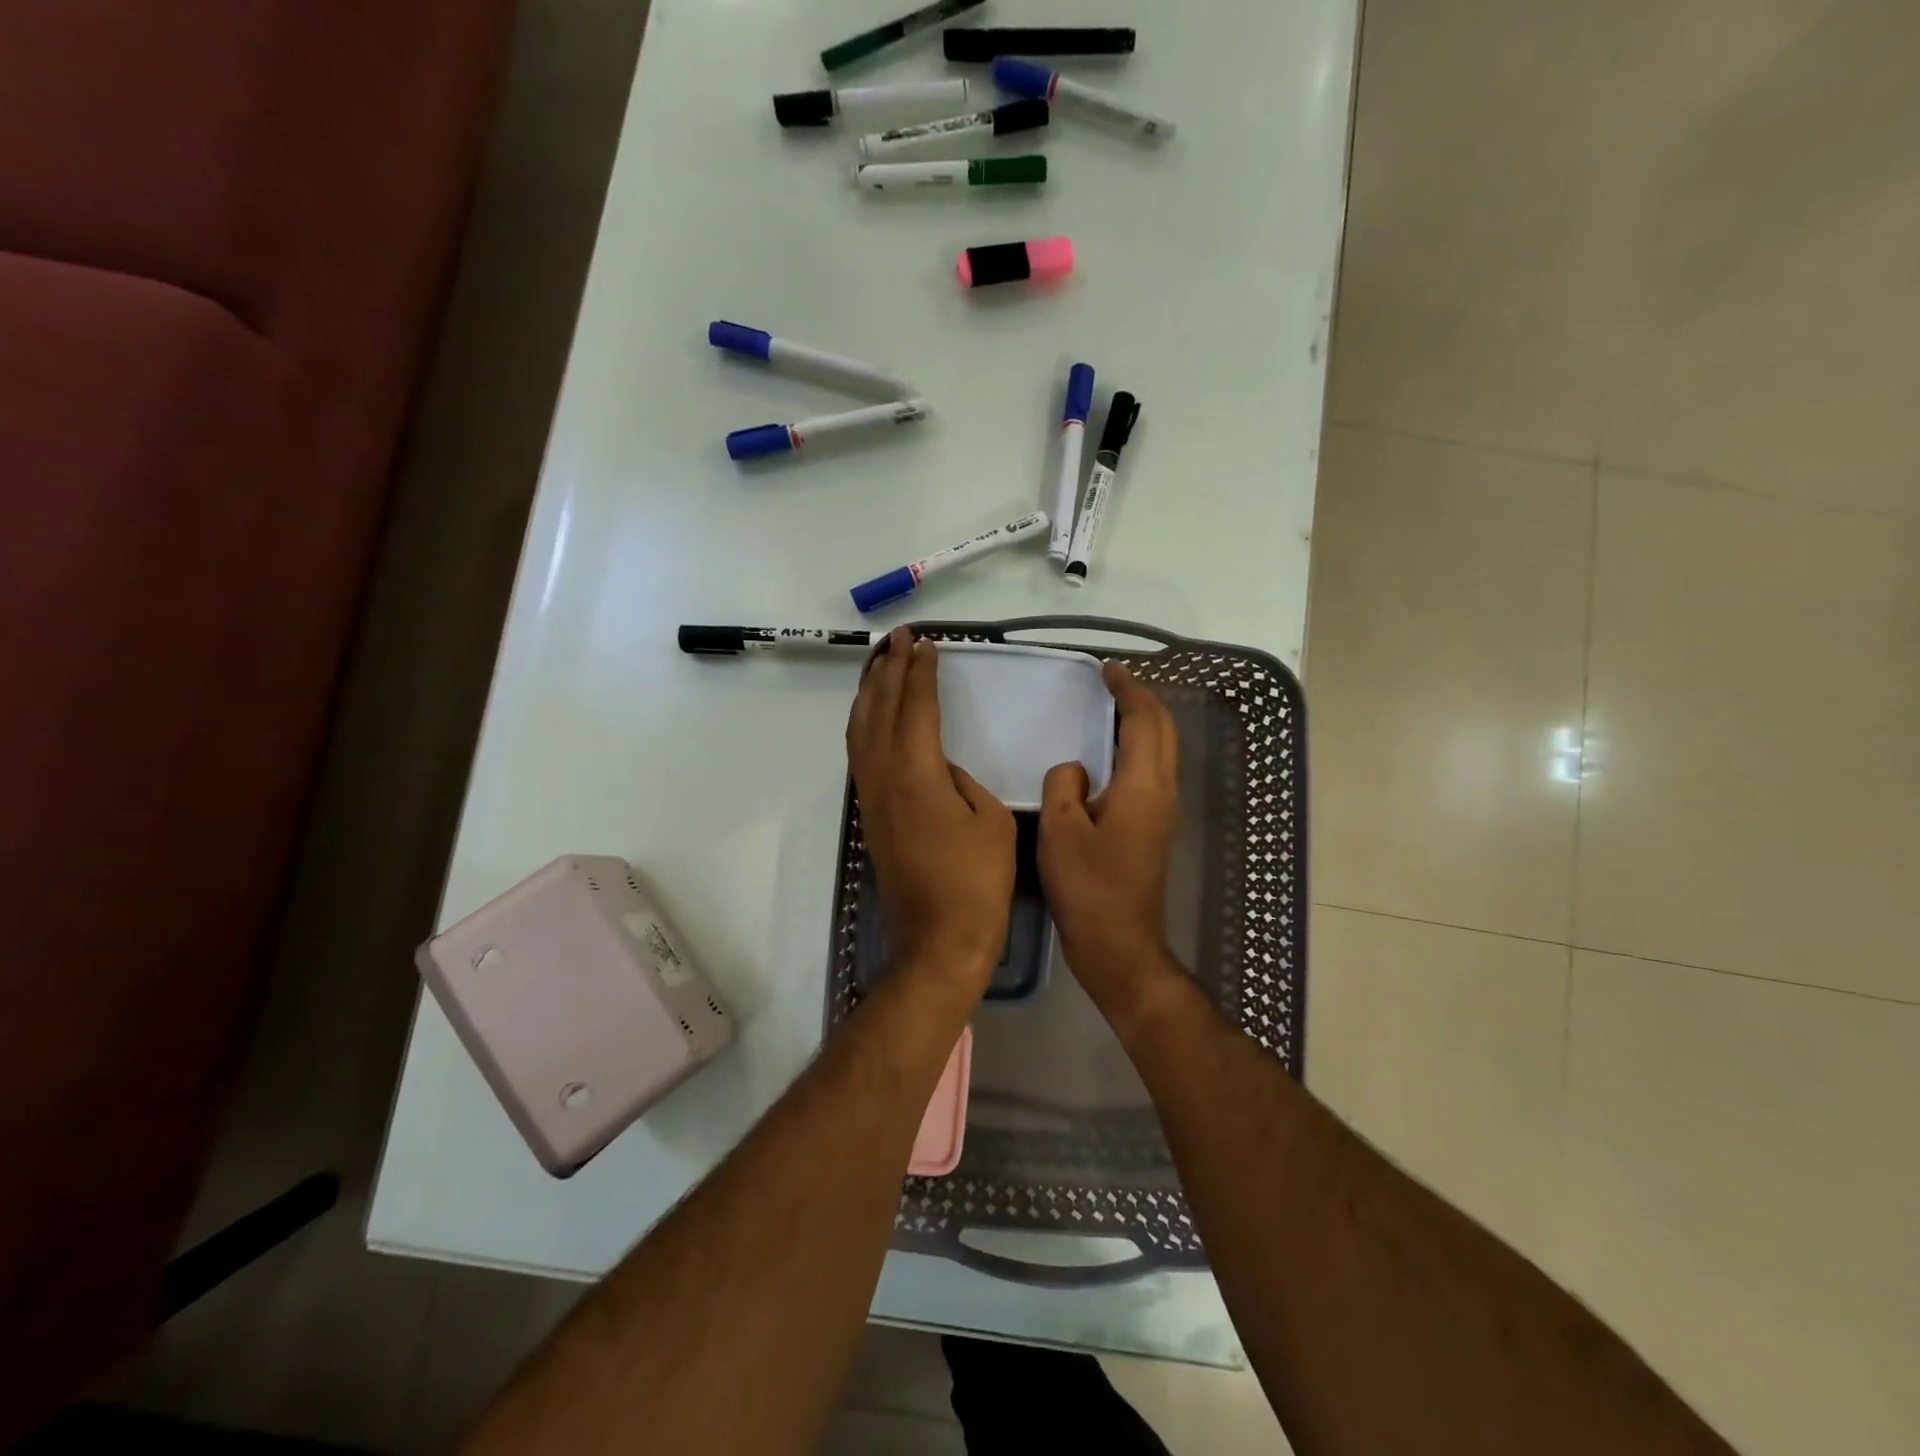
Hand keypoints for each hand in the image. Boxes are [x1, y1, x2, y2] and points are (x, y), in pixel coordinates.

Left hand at [847, 629, 1015, 995]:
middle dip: (887, 670)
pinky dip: (864, 724)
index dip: (920, 672)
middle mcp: (883, 776)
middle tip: (898, 640)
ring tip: (880, 665)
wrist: (939, 940)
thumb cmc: (976, 881)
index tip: (925, 643)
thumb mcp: (990, 819)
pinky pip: (860, 754)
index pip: (914, 706)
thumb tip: (942, 769)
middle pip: (878, 709)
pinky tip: (872, 718)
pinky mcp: (869, 816)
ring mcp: (870, 797)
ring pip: (860, 730)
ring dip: (869, 694)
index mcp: (916, 772)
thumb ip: (963, 781)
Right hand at [1038, 663, 1181, 1017]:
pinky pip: (1150, 772)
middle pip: (1163, 731)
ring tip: (1109, 709)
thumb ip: (1064, 784)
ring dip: (1142, 723)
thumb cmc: (1088, 887)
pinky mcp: (1154, 828)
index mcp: (1142, 785)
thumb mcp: (1060, 829)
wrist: (1118, 944)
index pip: (1144, 720)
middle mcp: (1161, 792)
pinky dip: (1136, 748)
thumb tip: (1075, 769)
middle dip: (1141, 700)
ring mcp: (1162, 812)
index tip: (1107, 669)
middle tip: (1111, 683)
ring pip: (1161, 751)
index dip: (1128, 690)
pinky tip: (1107, 755)